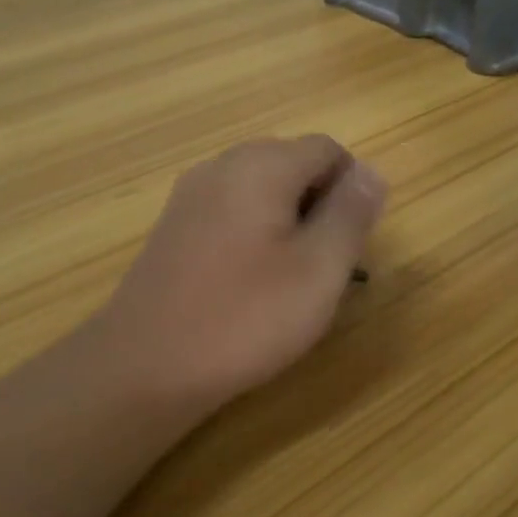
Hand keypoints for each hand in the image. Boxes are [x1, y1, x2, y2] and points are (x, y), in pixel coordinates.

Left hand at [96, 135, 385, 409]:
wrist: (146, 366)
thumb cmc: (244, 317)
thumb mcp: (318, 269)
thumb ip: (351, 214)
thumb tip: (371, 172)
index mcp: (261, 165)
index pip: (327, 150)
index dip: (351, 191)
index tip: (349, 245)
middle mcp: (221, 167)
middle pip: (292, 165)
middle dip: (319, 206)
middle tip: (322, 267)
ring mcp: (190, 196)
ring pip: (260, 192)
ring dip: (287, 224)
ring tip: (288, 281)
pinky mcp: (173, 228)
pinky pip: (229, 214)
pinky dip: (253, 236)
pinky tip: (248, 286)